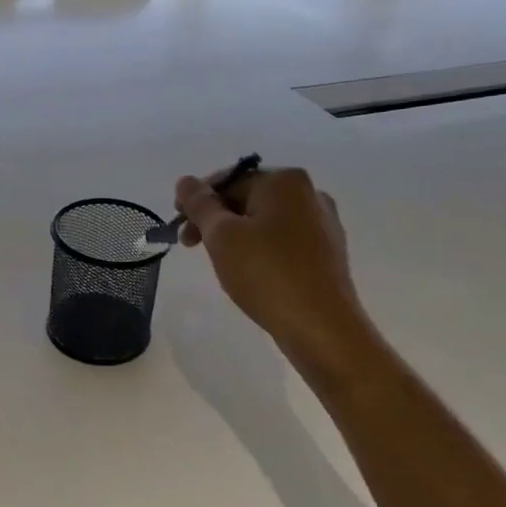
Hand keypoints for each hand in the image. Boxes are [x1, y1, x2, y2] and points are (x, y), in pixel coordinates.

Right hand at [174, 166, 362, 355]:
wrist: (321, 326)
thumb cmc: (266, 274)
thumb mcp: (221, 236)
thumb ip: (200, 204)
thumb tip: (185, 181)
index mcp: (285, 181)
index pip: (228, 180)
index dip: (197, 201)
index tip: (178, 227)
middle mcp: (310, 193)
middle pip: (247, 197)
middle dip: (216, 219)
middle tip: (191, 247)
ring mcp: (323, 223)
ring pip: (265, 220)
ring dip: (236, 236)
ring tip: (221, 263)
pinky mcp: (327, 252)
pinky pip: (283, 240)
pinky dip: (261, 249)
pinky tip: (251, 273)